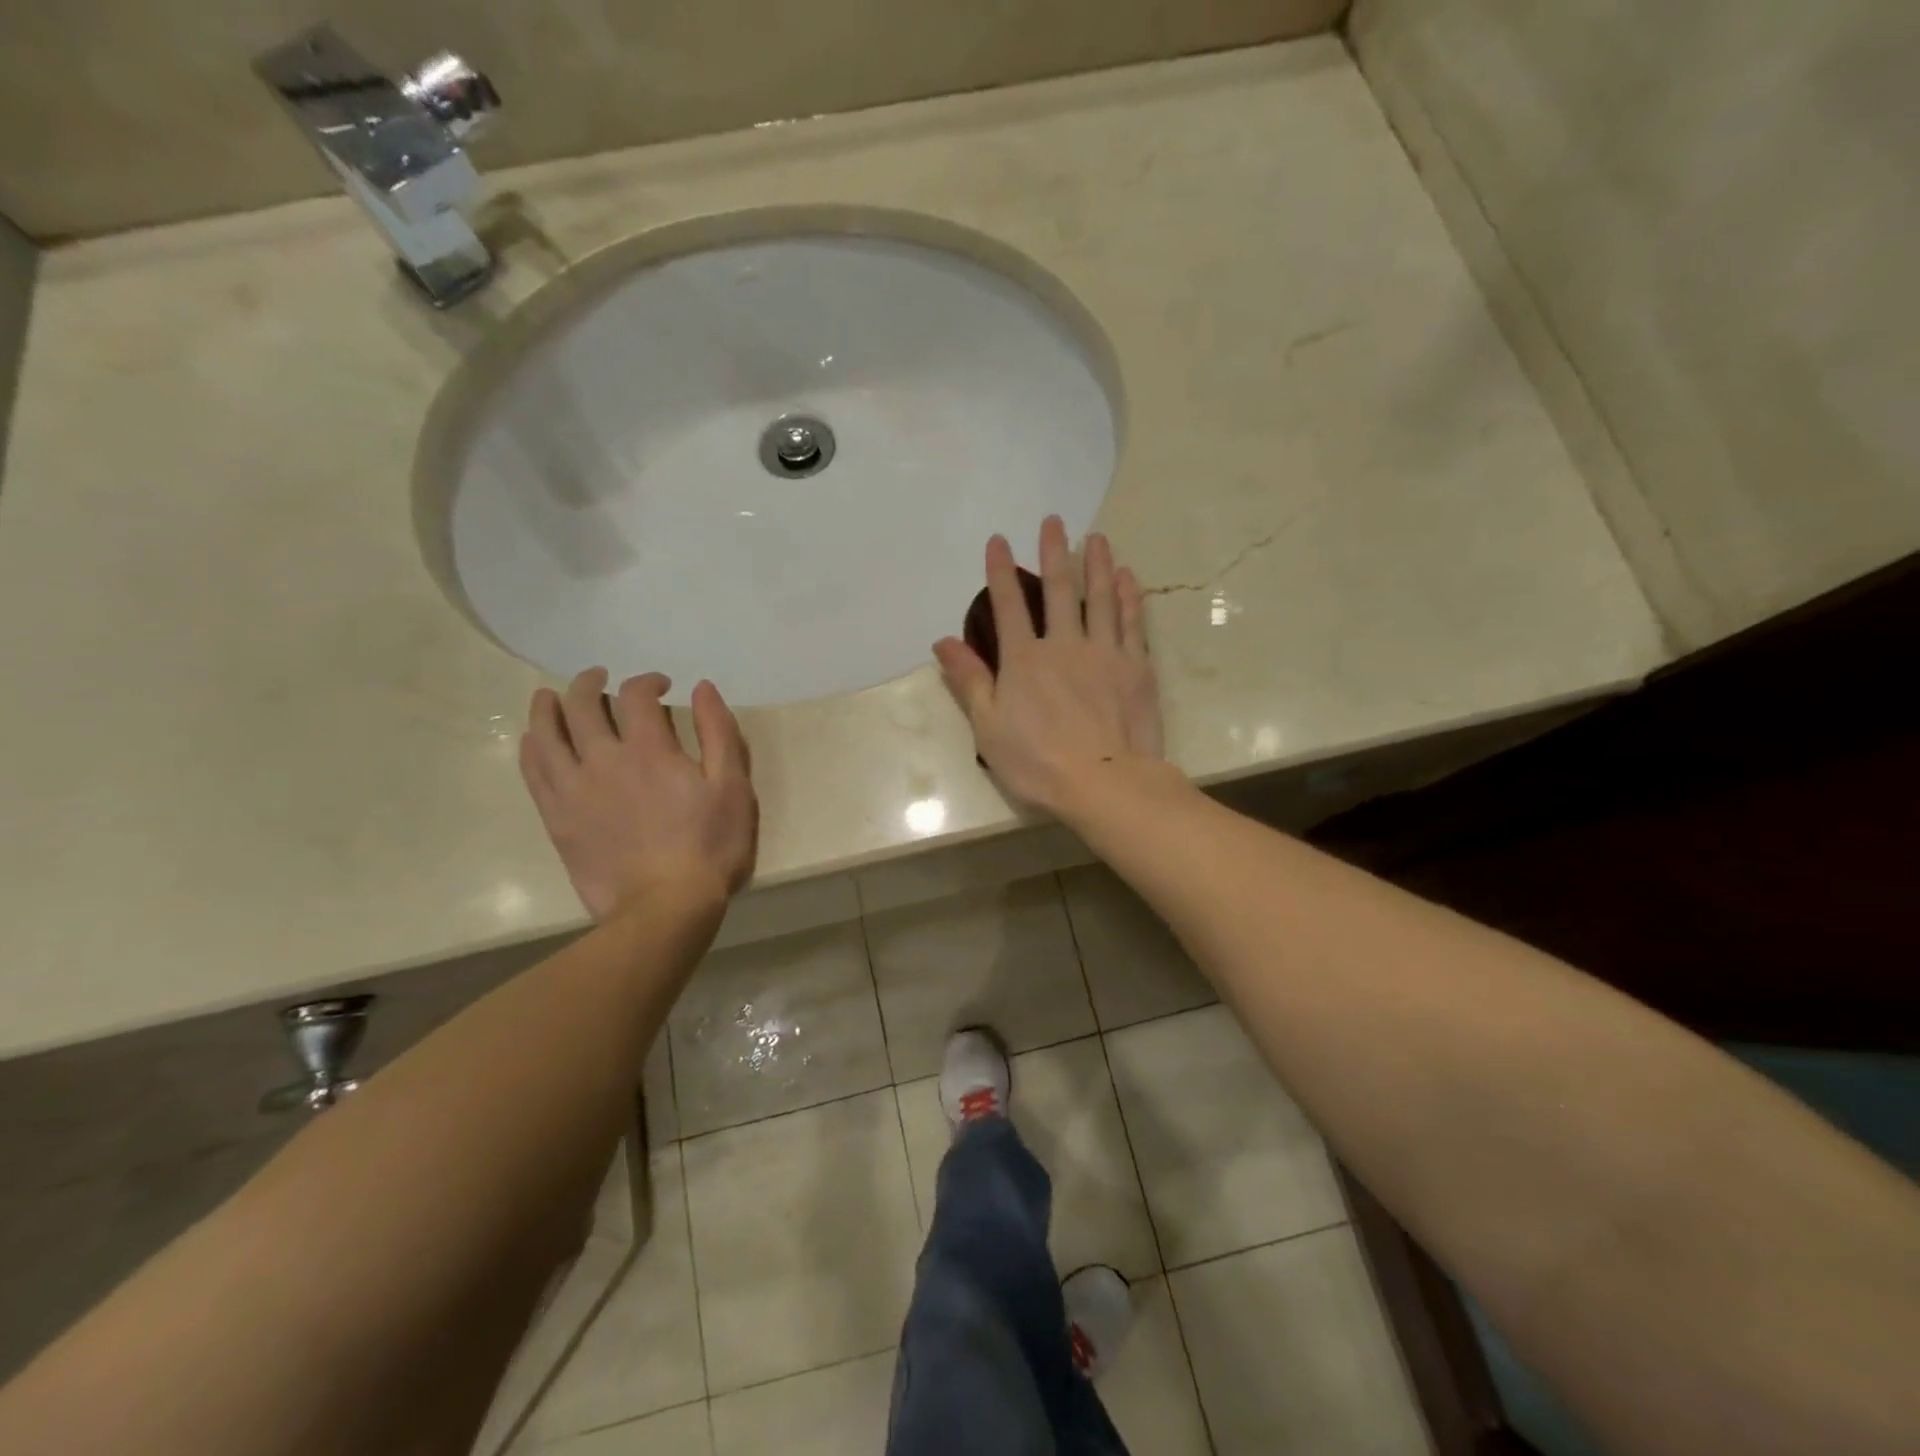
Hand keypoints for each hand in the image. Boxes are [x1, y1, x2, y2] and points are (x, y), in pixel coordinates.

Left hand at [519, 669, 757, 919]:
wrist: (665, 908)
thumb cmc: (710, 847)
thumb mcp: (733, 787)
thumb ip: (719, 733)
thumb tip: (703, 688)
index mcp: (650, 750)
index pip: (636, 695)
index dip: (647, 681)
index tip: (661, 687)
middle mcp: (604, 760)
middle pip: (581, 704)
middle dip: (590, 682)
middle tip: (600, 679)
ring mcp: (574, 789)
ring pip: (546, 733)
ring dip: (547, 706)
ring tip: (550, 696)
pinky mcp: (557, 818)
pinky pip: (533, 771)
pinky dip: (531, 746)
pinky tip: (533, 739)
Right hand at [934, 517, 1164, 816]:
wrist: (1105, 782)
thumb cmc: (1038, 762)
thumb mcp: (989, 727)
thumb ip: (969, 680)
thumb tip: (943, 641)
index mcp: (1024, 660)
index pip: (1007, 605)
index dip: (1000, 571)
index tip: (1000, 540)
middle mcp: (1063, 645)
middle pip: (1057, 590)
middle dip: (1053, 553)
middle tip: (1054, 521)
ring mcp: (1104, 652)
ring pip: (1099, 598)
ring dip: (1096, 564)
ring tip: (1096, 537)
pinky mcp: (1136, 667)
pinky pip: (1131, 622)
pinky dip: (1128, 597)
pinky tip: (1126, 577)